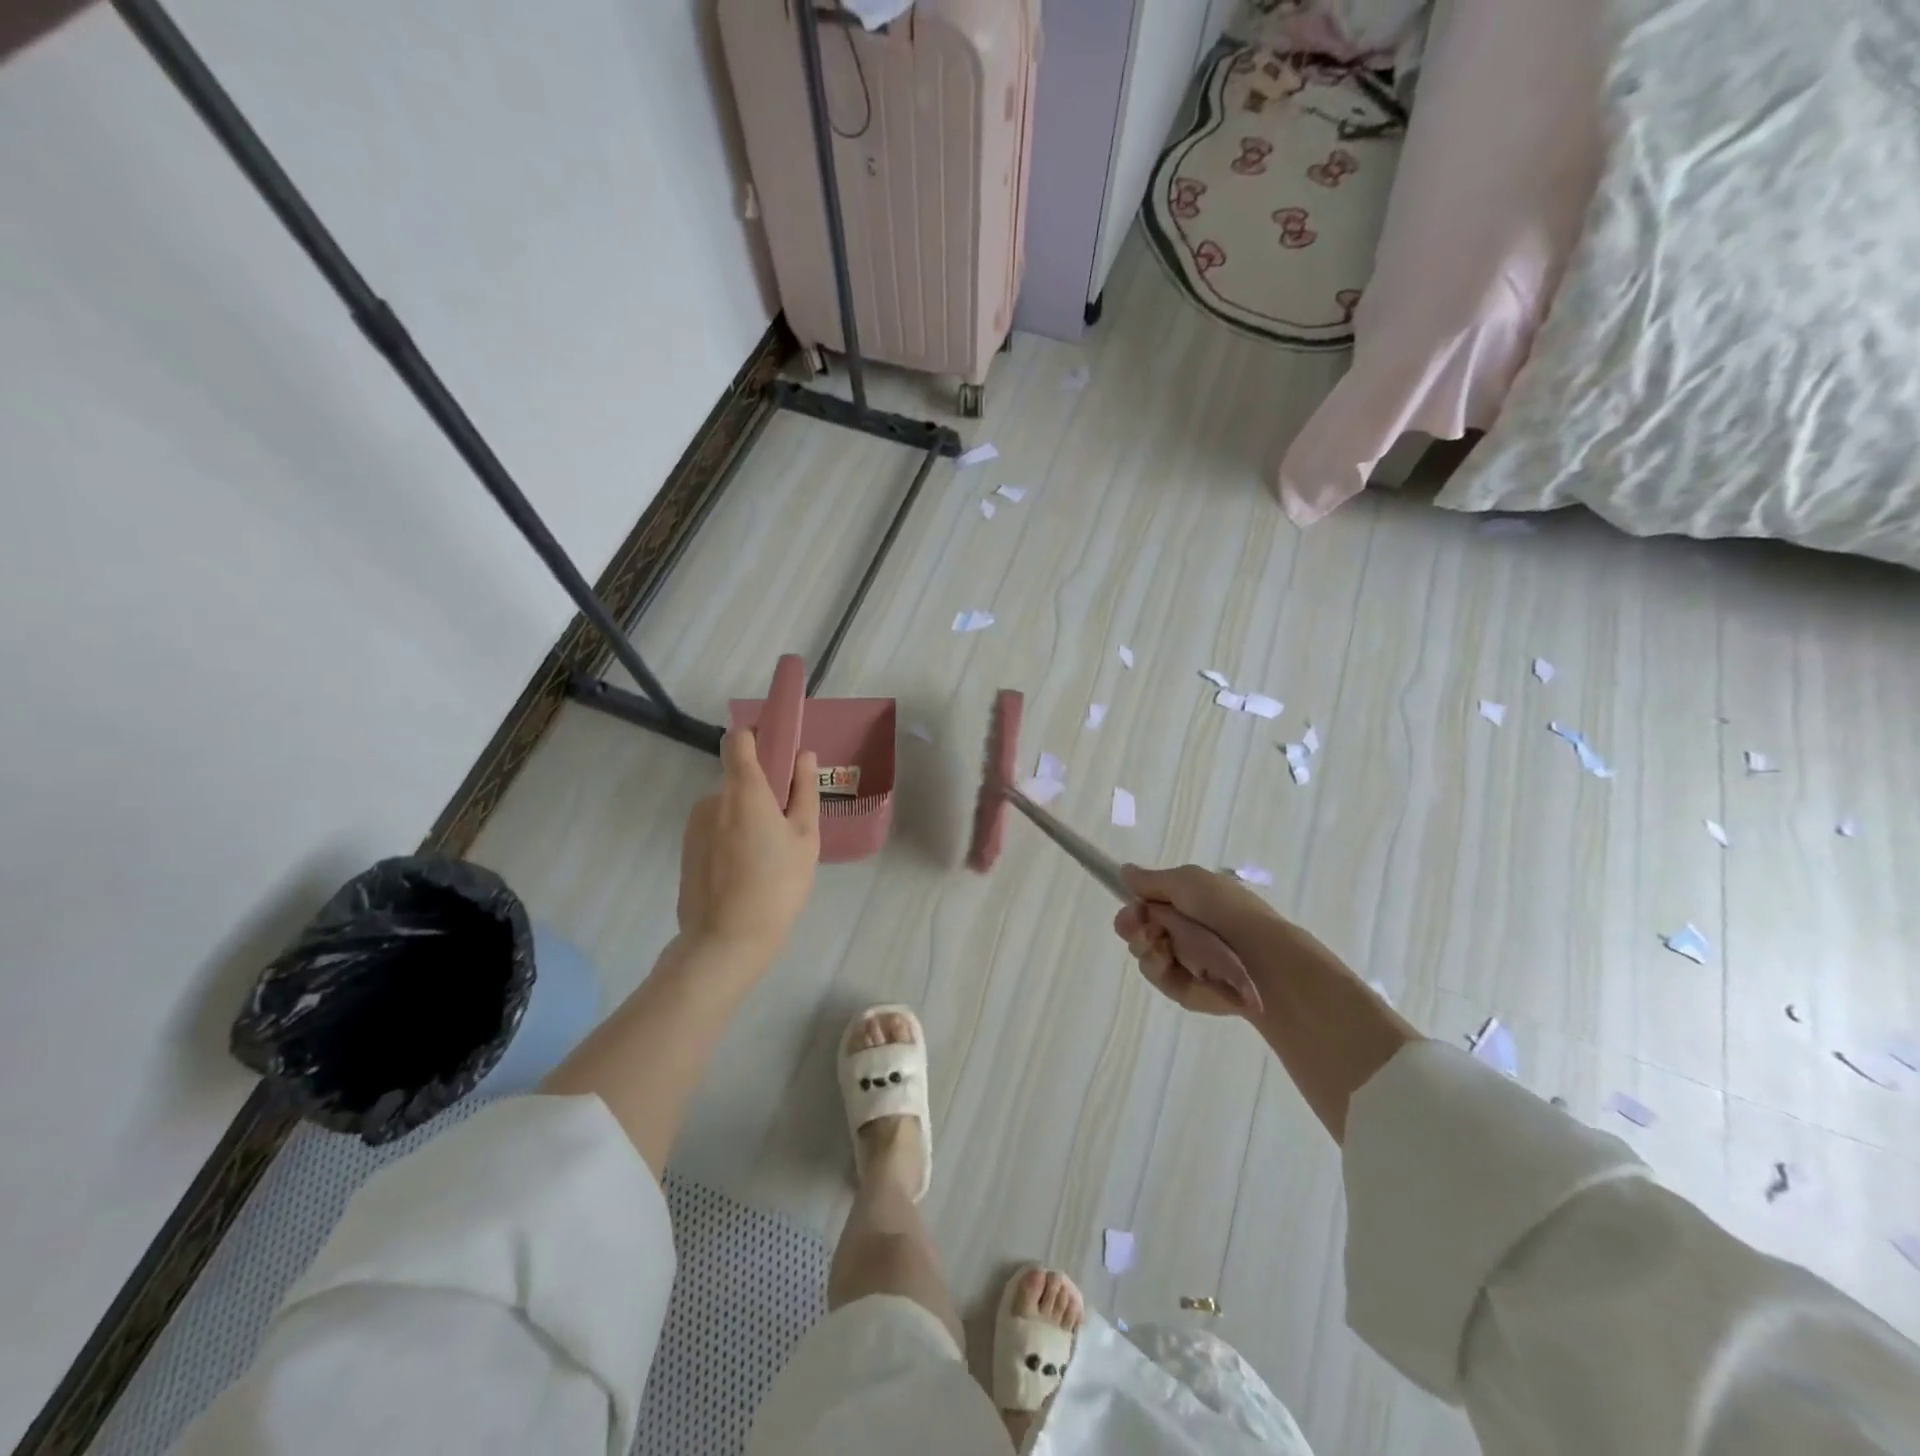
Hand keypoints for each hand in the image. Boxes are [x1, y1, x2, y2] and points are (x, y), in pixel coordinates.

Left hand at [677, 729, 819, 960]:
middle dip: (761, 791)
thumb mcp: (805, 838)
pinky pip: (715, 830)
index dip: (756, 736)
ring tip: (769, 856)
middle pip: (737, 778)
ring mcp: (695, 825)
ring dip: (746, 817)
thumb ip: (804, 791)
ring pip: (727, 808)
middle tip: (787, 824)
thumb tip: (804, 755)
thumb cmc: (777, 885)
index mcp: (744, 789)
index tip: (777, 749)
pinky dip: (731, 838)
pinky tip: (748, 872)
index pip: (738, 740)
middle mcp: (712, 799)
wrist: (725, 940)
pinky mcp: (686, 850)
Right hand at [1114, 863, 1338, 1017]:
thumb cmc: (1224, 911)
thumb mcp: (1187, 881)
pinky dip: (1158, 965)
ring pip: (1141, 950)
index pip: (1147, 902)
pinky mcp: (1181, 987)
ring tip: (1161, 945)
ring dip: (1144, 944)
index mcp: (1188, 902)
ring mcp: (1181, 959)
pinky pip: (1154, 973)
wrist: (1257, 958)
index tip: (1133, 907)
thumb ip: (1151, 880)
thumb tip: (1124, 871)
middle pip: (1137, 927)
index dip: (1134, 904)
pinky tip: (1168, 961)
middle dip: (1131, 925)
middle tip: (1140, 927)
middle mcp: (1182, 930)